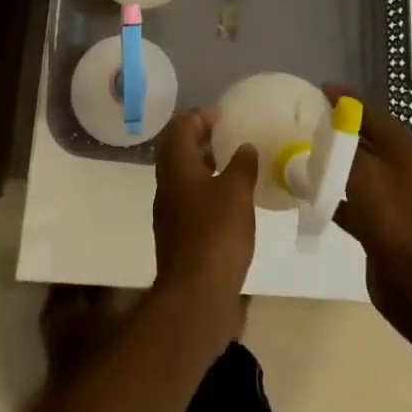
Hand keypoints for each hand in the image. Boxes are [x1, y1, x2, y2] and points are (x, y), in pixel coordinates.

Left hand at [152, 108, 257, 343]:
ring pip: (184, 174)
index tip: (225, 115)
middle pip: (178, 148)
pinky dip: (206, 188)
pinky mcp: (178, 234)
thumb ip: (242, 164)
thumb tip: (244, 147)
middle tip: (229, 135)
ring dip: (204, 164)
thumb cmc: (216, 234)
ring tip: (233, 164)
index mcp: (176, 166)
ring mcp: (170, 211)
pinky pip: (190, 198)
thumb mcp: (237, 192)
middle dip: (201, 138)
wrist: (196, 296)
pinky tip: (230, 199)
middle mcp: (167, 184)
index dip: (201, 115)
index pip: (181, 126)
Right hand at [323, 86, 411, 349]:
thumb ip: (344, 147)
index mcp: (403, 148)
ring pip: (356, 169)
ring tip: (299, 152)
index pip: (370, 112)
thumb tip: (328, 128)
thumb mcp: (365, 174)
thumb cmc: (394, 220)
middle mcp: (401, 167)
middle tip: (302, 121)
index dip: (345, 99)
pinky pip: (352, 199)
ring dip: (332, 162)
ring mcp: (392, 197)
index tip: (317, 90)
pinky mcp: (381, 224)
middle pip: (364, 138)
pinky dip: (332, 194)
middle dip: (335, 129)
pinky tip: (308, 194)